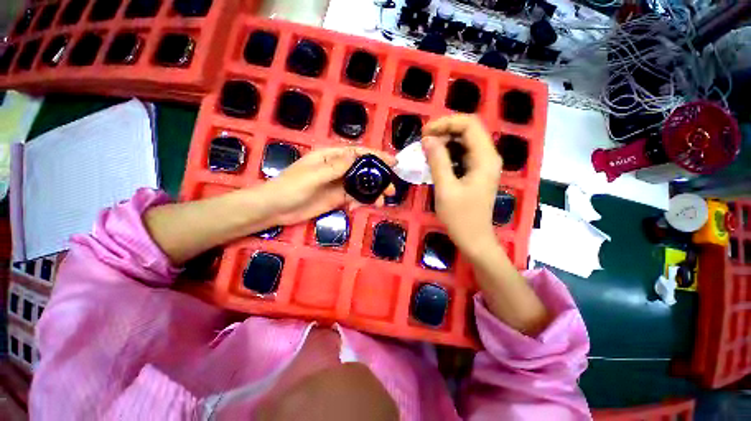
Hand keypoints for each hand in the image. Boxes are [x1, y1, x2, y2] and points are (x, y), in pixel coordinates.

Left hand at [262, 146, 395, 225]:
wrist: (275, 209)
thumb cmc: (290, 187)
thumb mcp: (313, 175)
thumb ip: (336, 167)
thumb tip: (357, 155)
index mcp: (331, 157)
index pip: (359, 153)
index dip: (377, 156)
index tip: (394, 162)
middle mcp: (338, 169)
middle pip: (364, 170)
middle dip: (379, 178)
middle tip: (391, 190)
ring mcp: (338, 185)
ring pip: (361, 185)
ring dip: (373, 193)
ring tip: (382, 202)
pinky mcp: (337, 198)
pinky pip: (354, 198)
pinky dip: (361, 202)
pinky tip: (358, 208)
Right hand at [422, 115, 501, 257]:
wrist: (474, 238)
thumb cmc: (460, 217)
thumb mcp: (445, 188)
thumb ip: (437, 161)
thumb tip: (428, 139)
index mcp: (485, 158)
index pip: (469, 125)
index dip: (446, 123)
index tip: (425, 133)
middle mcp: (488, 156)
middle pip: (468, 129)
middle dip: (444, 130)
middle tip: (423, 140)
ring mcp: (483, 164)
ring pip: (465, 141)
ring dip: (445, 141)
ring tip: (426, 149)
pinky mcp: (476, 172)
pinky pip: (462, 154)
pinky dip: (448, 152)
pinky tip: (435, 159)